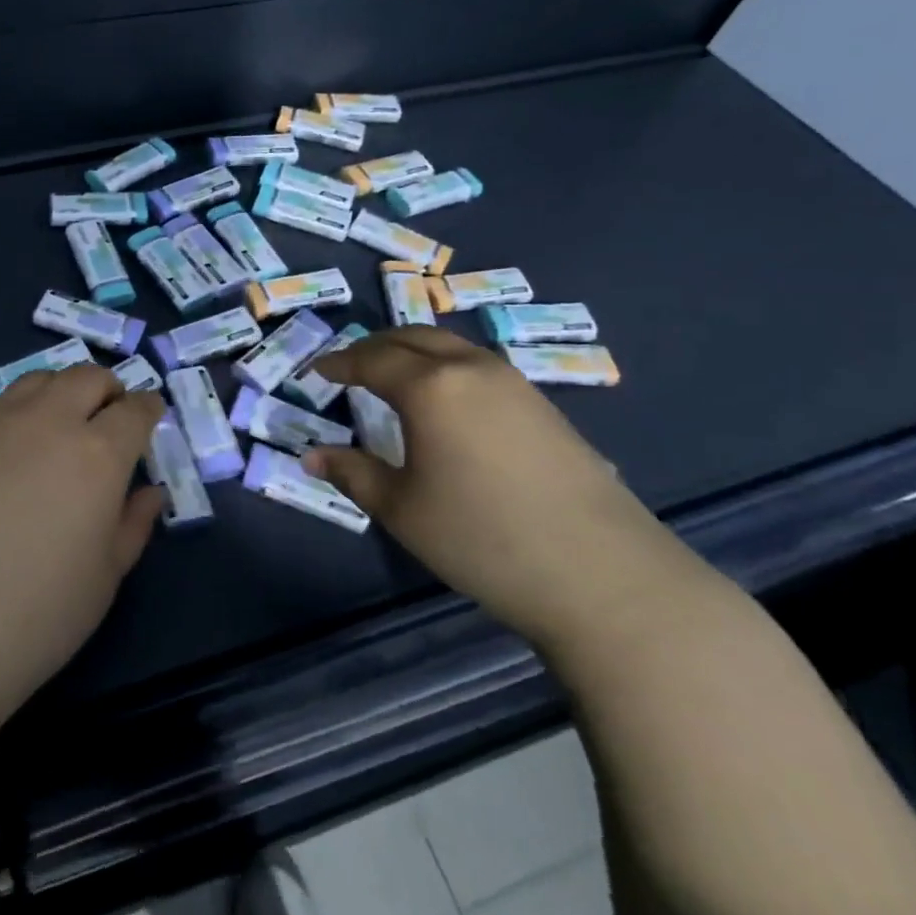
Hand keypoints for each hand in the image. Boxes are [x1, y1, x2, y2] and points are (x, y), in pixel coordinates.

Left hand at [0, 366, 163, 711]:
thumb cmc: (37, 615)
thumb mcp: (105, 577)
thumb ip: (133, 524)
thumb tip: (148, 492)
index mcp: (96, 453)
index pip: (134, 409)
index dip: (148, 408)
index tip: (151, 416)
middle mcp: (46, 422)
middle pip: (86, 377)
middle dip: (107, 389)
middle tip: (108, 417)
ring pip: (37, 380)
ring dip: (60, 393)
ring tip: (58, 425)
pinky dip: (16, 415)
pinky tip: (6, 453)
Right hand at [302, 328, 672, 645]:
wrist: (604, 576)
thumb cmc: (483, 539)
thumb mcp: (402, 510)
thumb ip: (353, 473)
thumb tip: (311, 457)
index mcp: (430, 387)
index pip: (372, 360)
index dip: (340, 363)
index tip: (318, 371)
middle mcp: (471, 369)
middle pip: (413, 338)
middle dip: (375, 346)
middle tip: (350, 365)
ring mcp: (514, 384)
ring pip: (451, 347)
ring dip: (414, 352)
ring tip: (393, 377)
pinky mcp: (544, 406)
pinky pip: (479, 366)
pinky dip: (446, 367)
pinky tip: (446, 401)